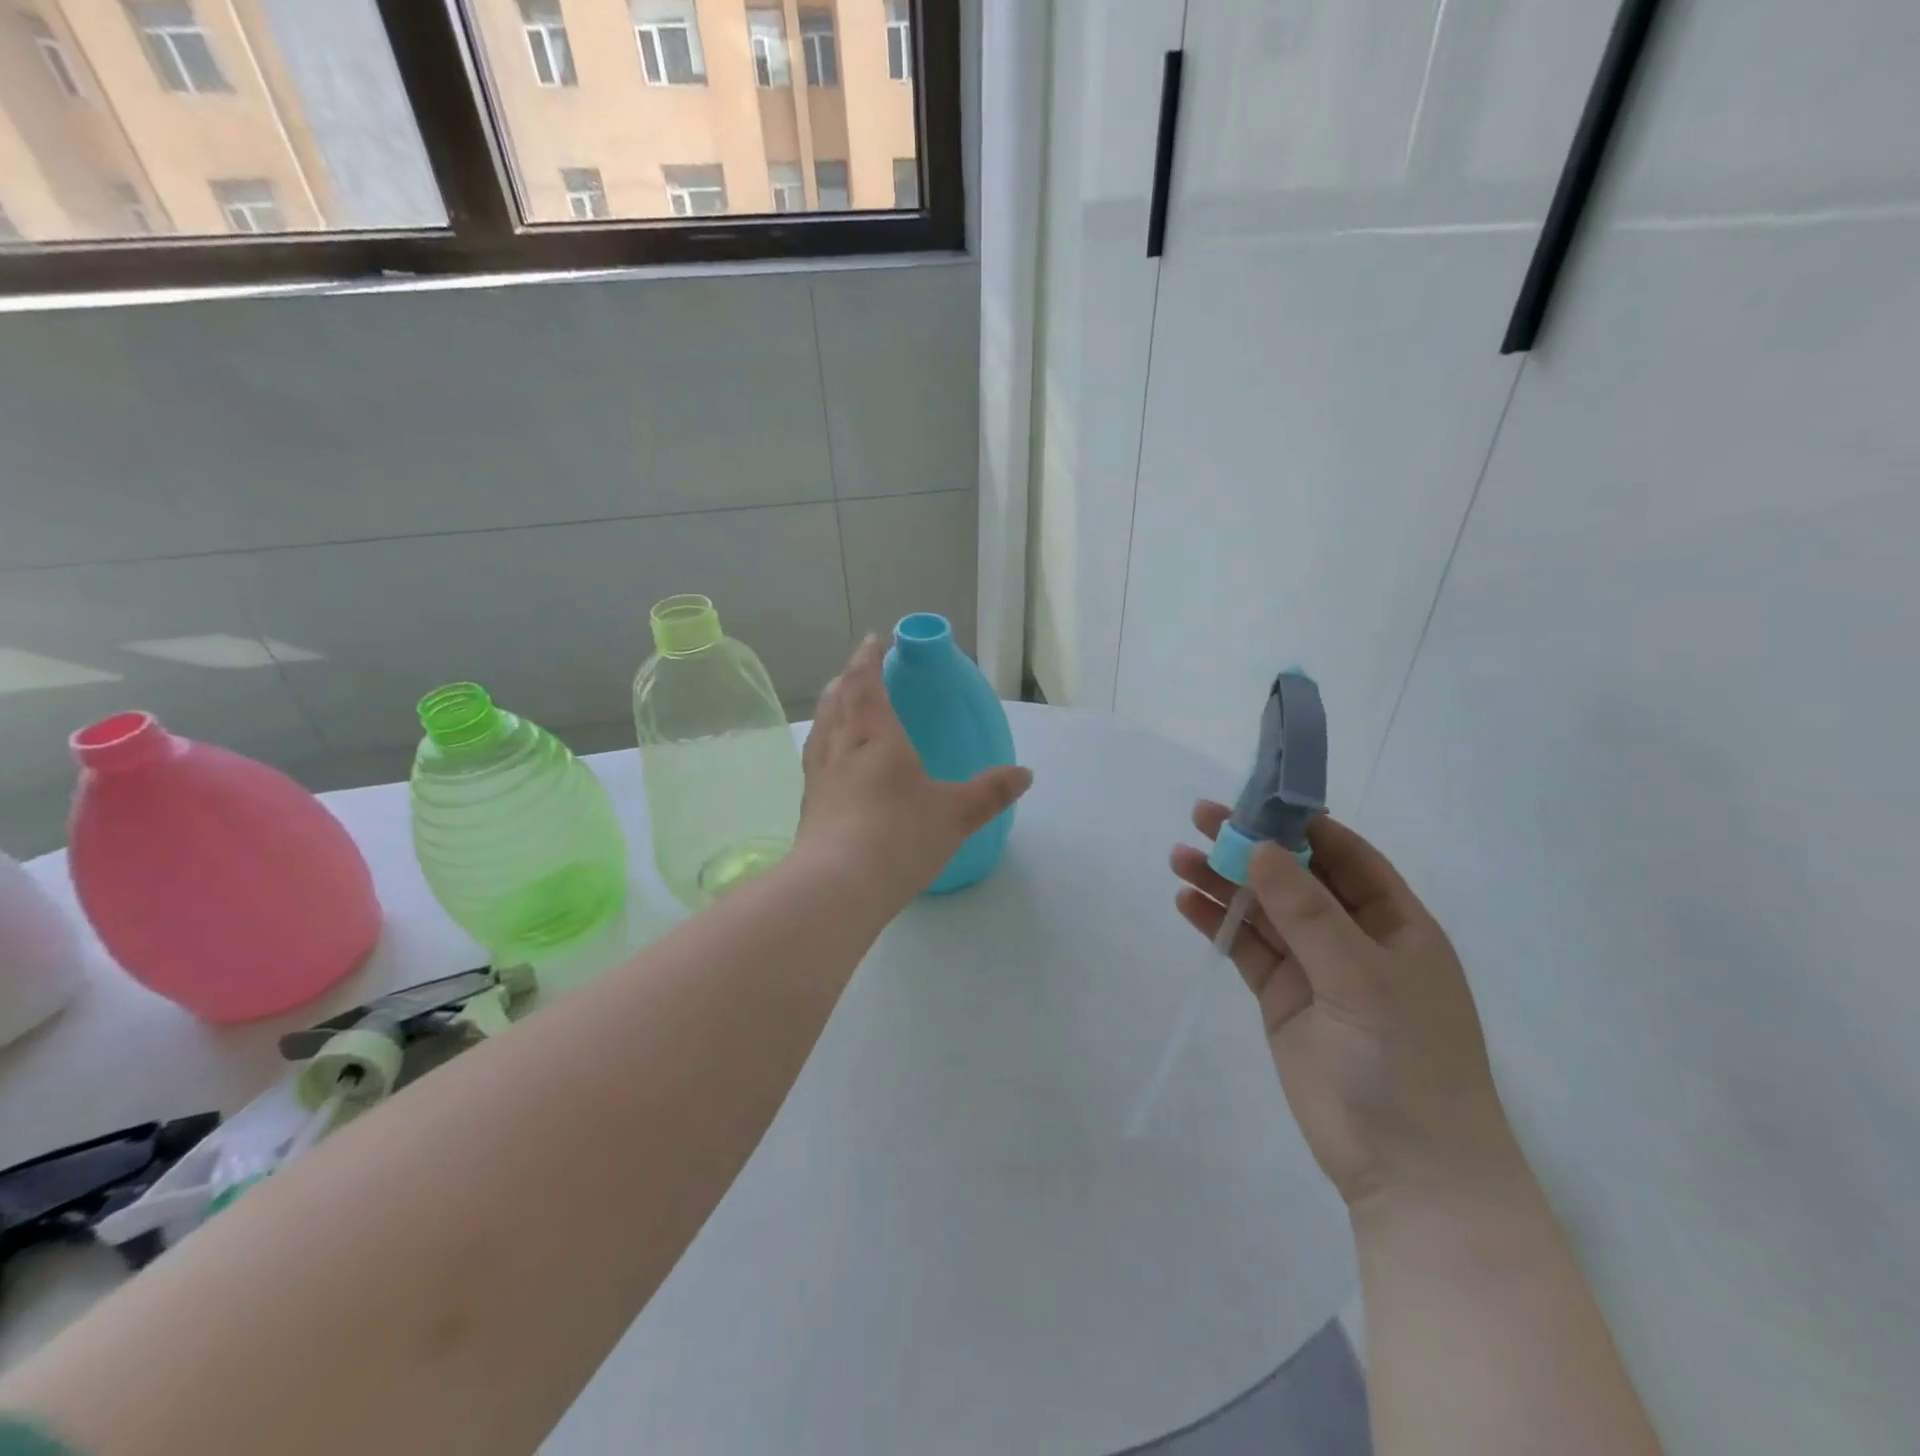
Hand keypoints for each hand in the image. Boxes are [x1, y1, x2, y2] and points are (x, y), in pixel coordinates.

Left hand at [798, 635, 1032, 909]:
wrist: (837, 887)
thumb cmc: (899, 837)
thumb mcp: (955, 814)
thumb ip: (990, 793)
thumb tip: (1025, 774)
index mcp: (875, 736)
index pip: (866, 683)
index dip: (868, 659)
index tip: (872, 640)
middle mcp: (840, 747)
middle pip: (836, 700)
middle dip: (848, 680)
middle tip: (860, 672)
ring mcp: (819, 777)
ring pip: (821, 728)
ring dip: (831, 708)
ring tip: (842, 707)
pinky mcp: (809, 806)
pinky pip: (815, 758)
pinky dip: (825, 744)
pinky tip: (835, 764)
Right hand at [1172, 805, 1522, 1212]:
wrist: (1408, 1172)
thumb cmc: (1407, 1062)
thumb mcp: (1362, 977)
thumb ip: (1308, 913)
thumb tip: (1262, 848)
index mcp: (1395, 924)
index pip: (1346, 856)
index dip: (1301, 825)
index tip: (1253, 800)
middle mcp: (1354, 939)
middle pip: (1295, 878)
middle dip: (1251, 848)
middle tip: (1200, 818)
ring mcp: (1316, 970)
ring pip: (1264, 912)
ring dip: (1224, 883)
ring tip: (1179, 858)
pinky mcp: (1283, 1001)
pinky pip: (1247, 949)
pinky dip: (1219, 925)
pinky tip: (1188, 903)